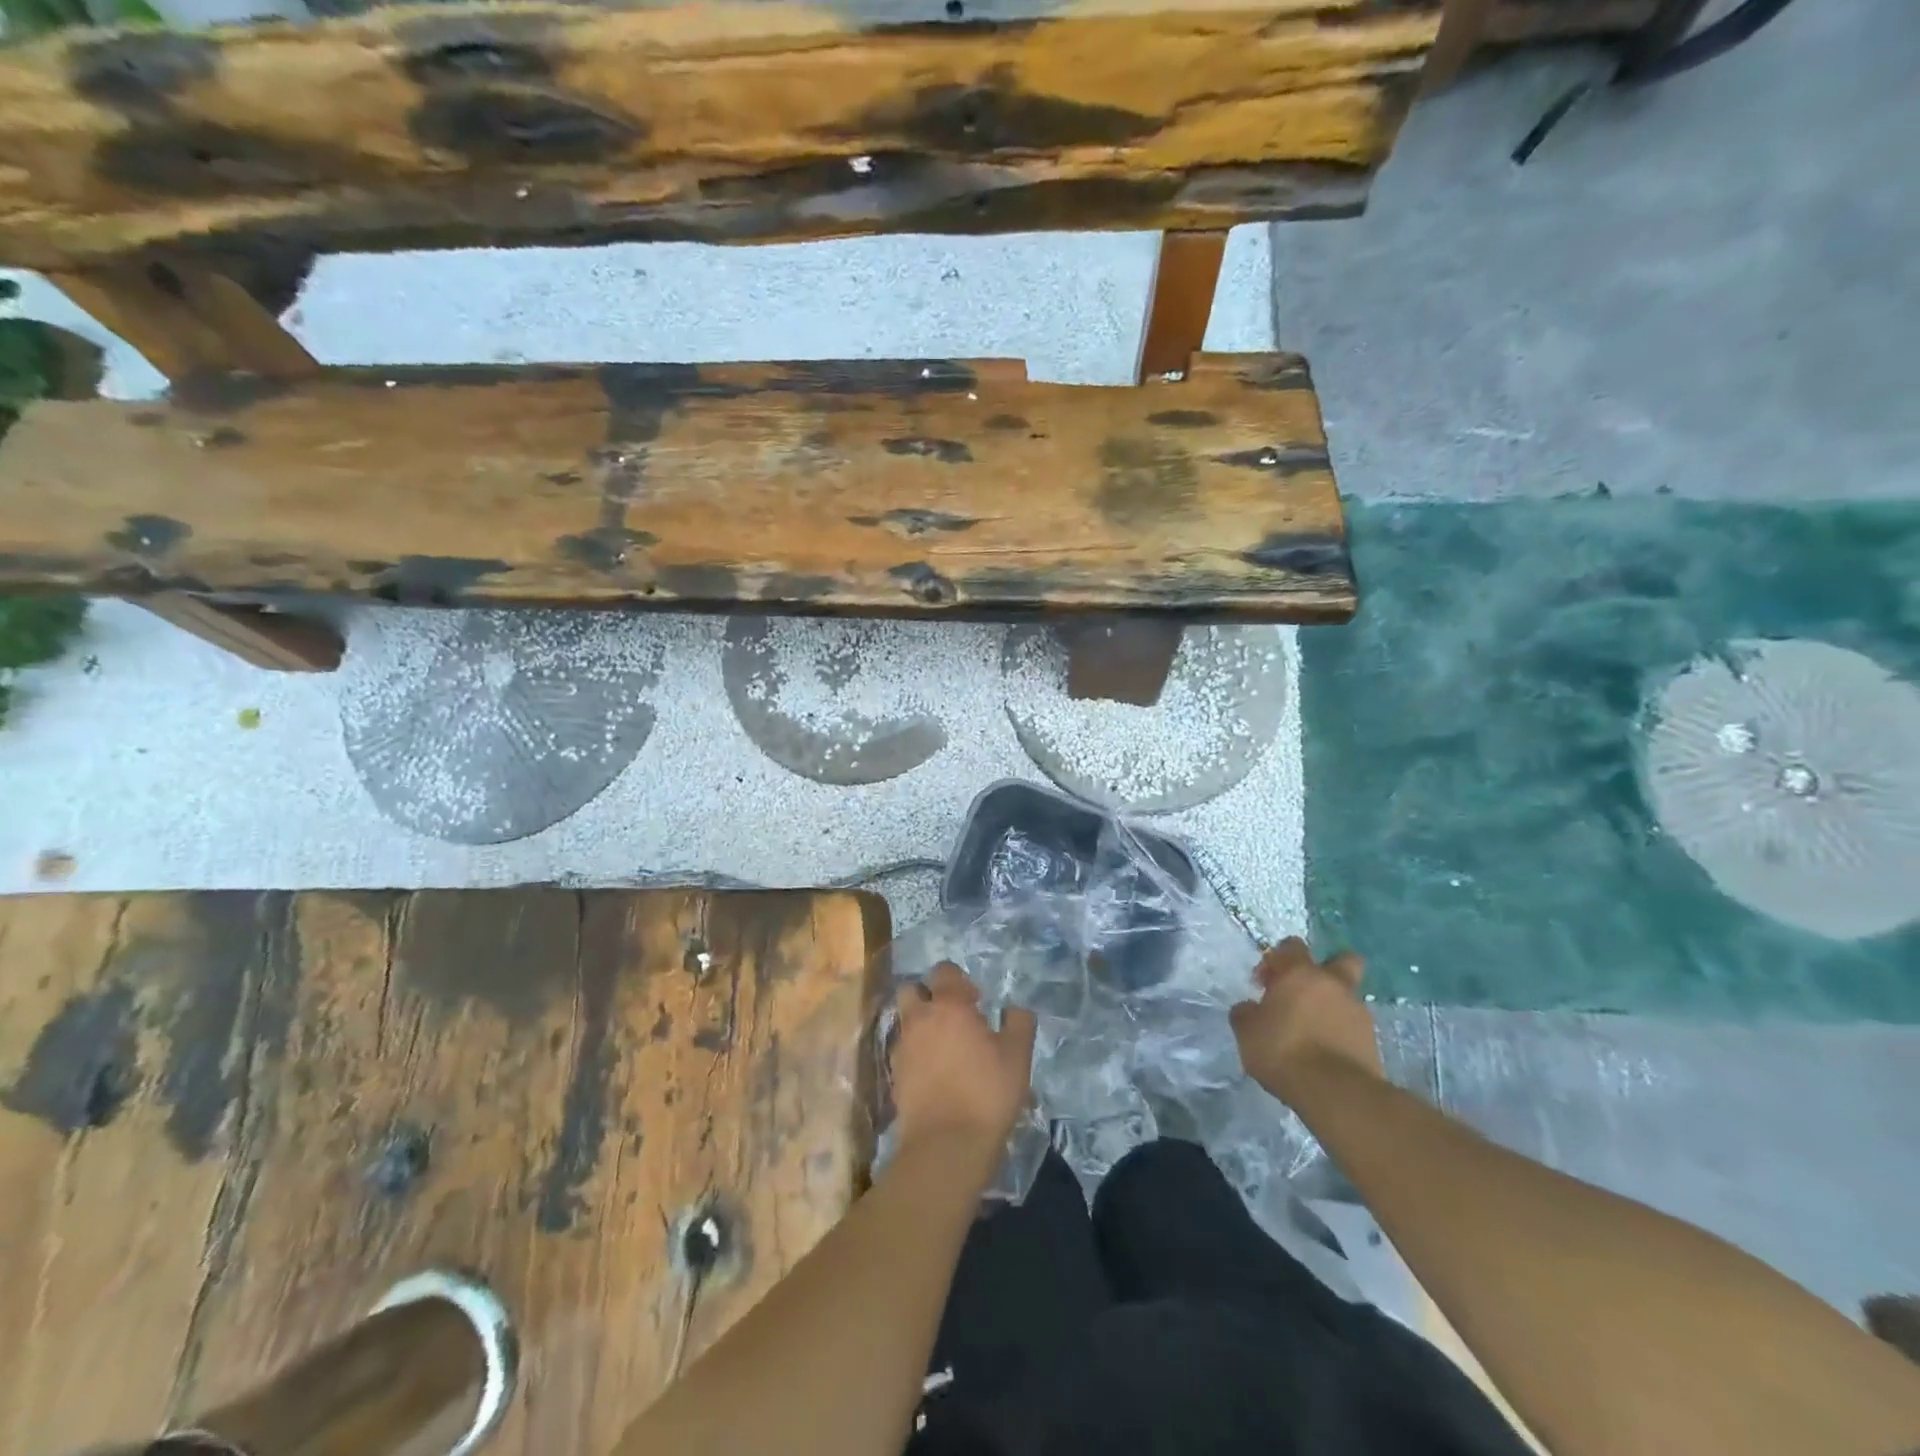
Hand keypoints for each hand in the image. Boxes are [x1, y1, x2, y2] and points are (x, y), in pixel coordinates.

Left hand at [889, 963, 1036, 1160]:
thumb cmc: (987, 1093)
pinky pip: (903, 1051)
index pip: (943, 971)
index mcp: (949, 1006)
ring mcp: (902, 1047)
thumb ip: (1019, 1024)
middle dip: (928, 995)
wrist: (946, 1145)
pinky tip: (934, 1074)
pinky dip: (915, 1054)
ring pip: (905, 1021)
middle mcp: (919, 1019)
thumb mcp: (1018, 1057)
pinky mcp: (894, 1075)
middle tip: (952, 1017)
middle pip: (912, 989)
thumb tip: (1014, 1009)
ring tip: (944, 1048)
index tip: (976, 1001)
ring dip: (921, 1025)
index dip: (958, 980)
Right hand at [1229, 938, 1382, 1100]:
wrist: (1336, 1092)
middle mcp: (1334, 985)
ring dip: (1332, 1007)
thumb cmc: (1283, 1050)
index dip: (1277, 959)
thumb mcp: (1247, 1031)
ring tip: (1311, 1032)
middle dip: (1327, 969)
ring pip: (1347, 997)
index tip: (1264, 983)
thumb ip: (1246, 1013)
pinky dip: (1340, 1032)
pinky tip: (1324, 1052)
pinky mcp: (1373, 1042)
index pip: (1292, 946)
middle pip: (1343, 961)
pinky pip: (1353, 1027)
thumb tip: (1250, 1009)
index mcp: (1301, 974)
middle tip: (1305, 991)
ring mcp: (1358, 1013)